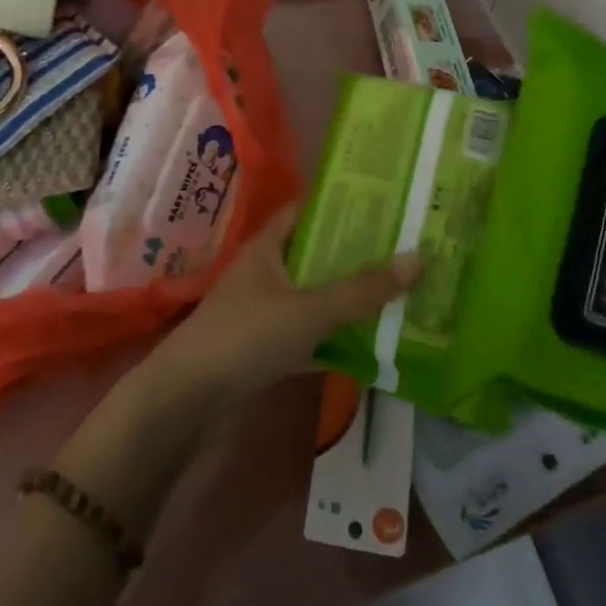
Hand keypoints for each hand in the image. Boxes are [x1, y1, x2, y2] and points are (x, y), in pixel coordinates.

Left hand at [142, 206, 422, 413]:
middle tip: (403, 250)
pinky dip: (332, 337)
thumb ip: (362, 289)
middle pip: (315, 254)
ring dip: (346, 297)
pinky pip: (307, 334)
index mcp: (268, 246)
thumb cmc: (245, 337)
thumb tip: (419, 258)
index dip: (341, 204)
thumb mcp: (309, 310)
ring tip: (396, 293)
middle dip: (355, 254)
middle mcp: (265, 271)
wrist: (186, 401)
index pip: (307, 210)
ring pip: (313, 295)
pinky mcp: (262, 348)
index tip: (384, 204)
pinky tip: (368, 346)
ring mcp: (262, 310)